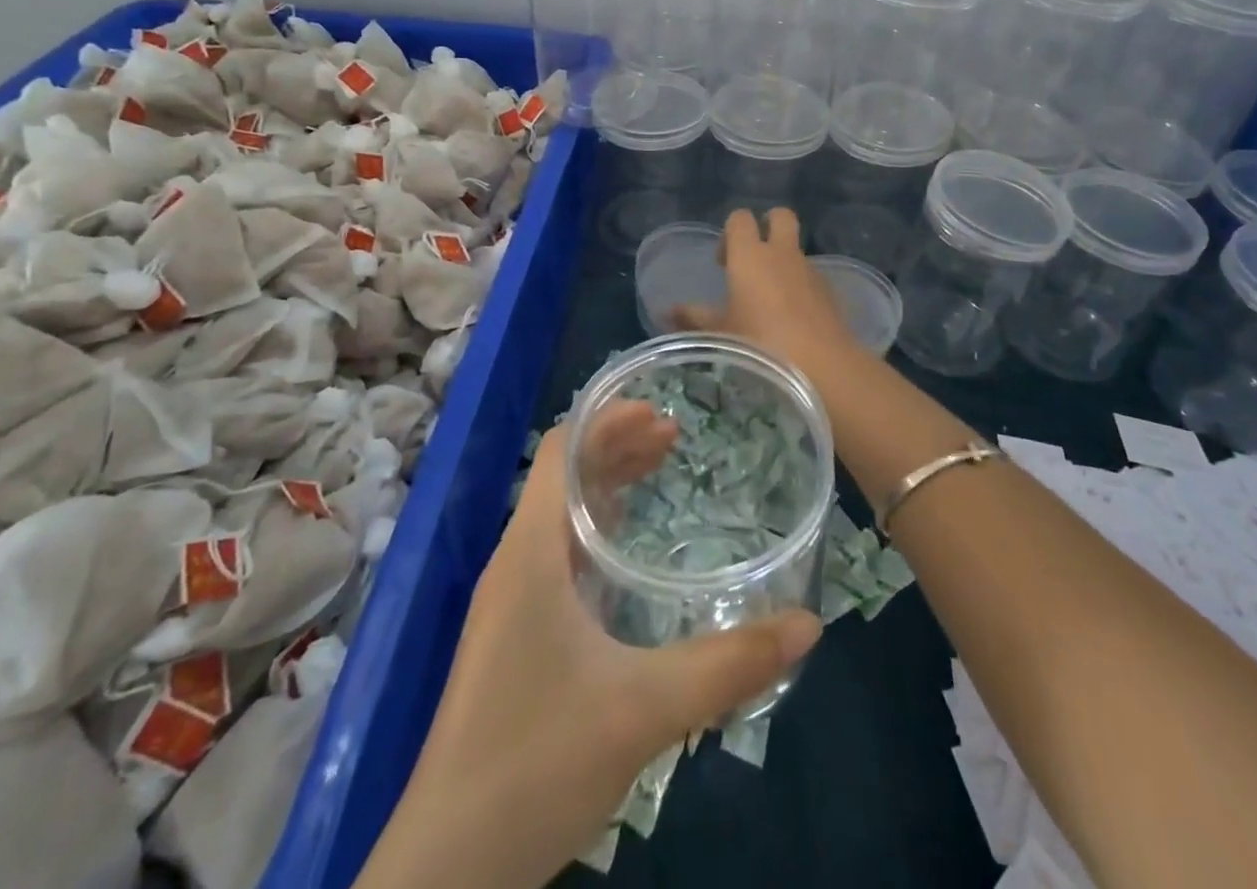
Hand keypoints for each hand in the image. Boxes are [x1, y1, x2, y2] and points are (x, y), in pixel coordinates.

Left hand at [356, 406, 821, 888]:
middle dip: (616, 447)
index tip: (661, 412)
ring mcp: (509, 600)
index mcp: (530, 551)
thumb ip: (728, 665)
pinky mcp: (513, 635)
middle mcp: (514, 561)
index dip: (606, 420)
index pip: (559, 450)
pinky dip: (595, 530)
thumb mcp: (643, 709)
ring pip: (558, 515)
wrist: (448, 867)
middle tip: (676, 438)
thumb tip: (808, 624)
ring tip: (659, 473)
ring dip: (606, 486)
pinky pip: (556, 554)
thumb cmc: (536, 762)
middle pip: (562, 475)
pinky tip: (628, 553)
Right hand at [673, 208, 859, 380]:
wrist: (822, 366)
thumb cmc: (760, 344)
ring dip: (784, 262)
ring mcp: (810, 270)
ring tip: (770, 300)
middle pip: (780, 216)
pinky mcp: (831, 292)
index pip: (740, 218)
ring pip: (796, 250)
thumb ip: (694, 318)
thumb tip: (670, 311)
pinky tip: (793, 320)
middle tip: (753, 258)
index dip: (730, 232)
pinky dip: (801, 287)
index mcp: (749, 255)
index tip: (722, 262)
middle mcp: (782, 254)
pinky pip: (811, 278)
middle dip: (768, 226)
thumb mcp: (719, 333)